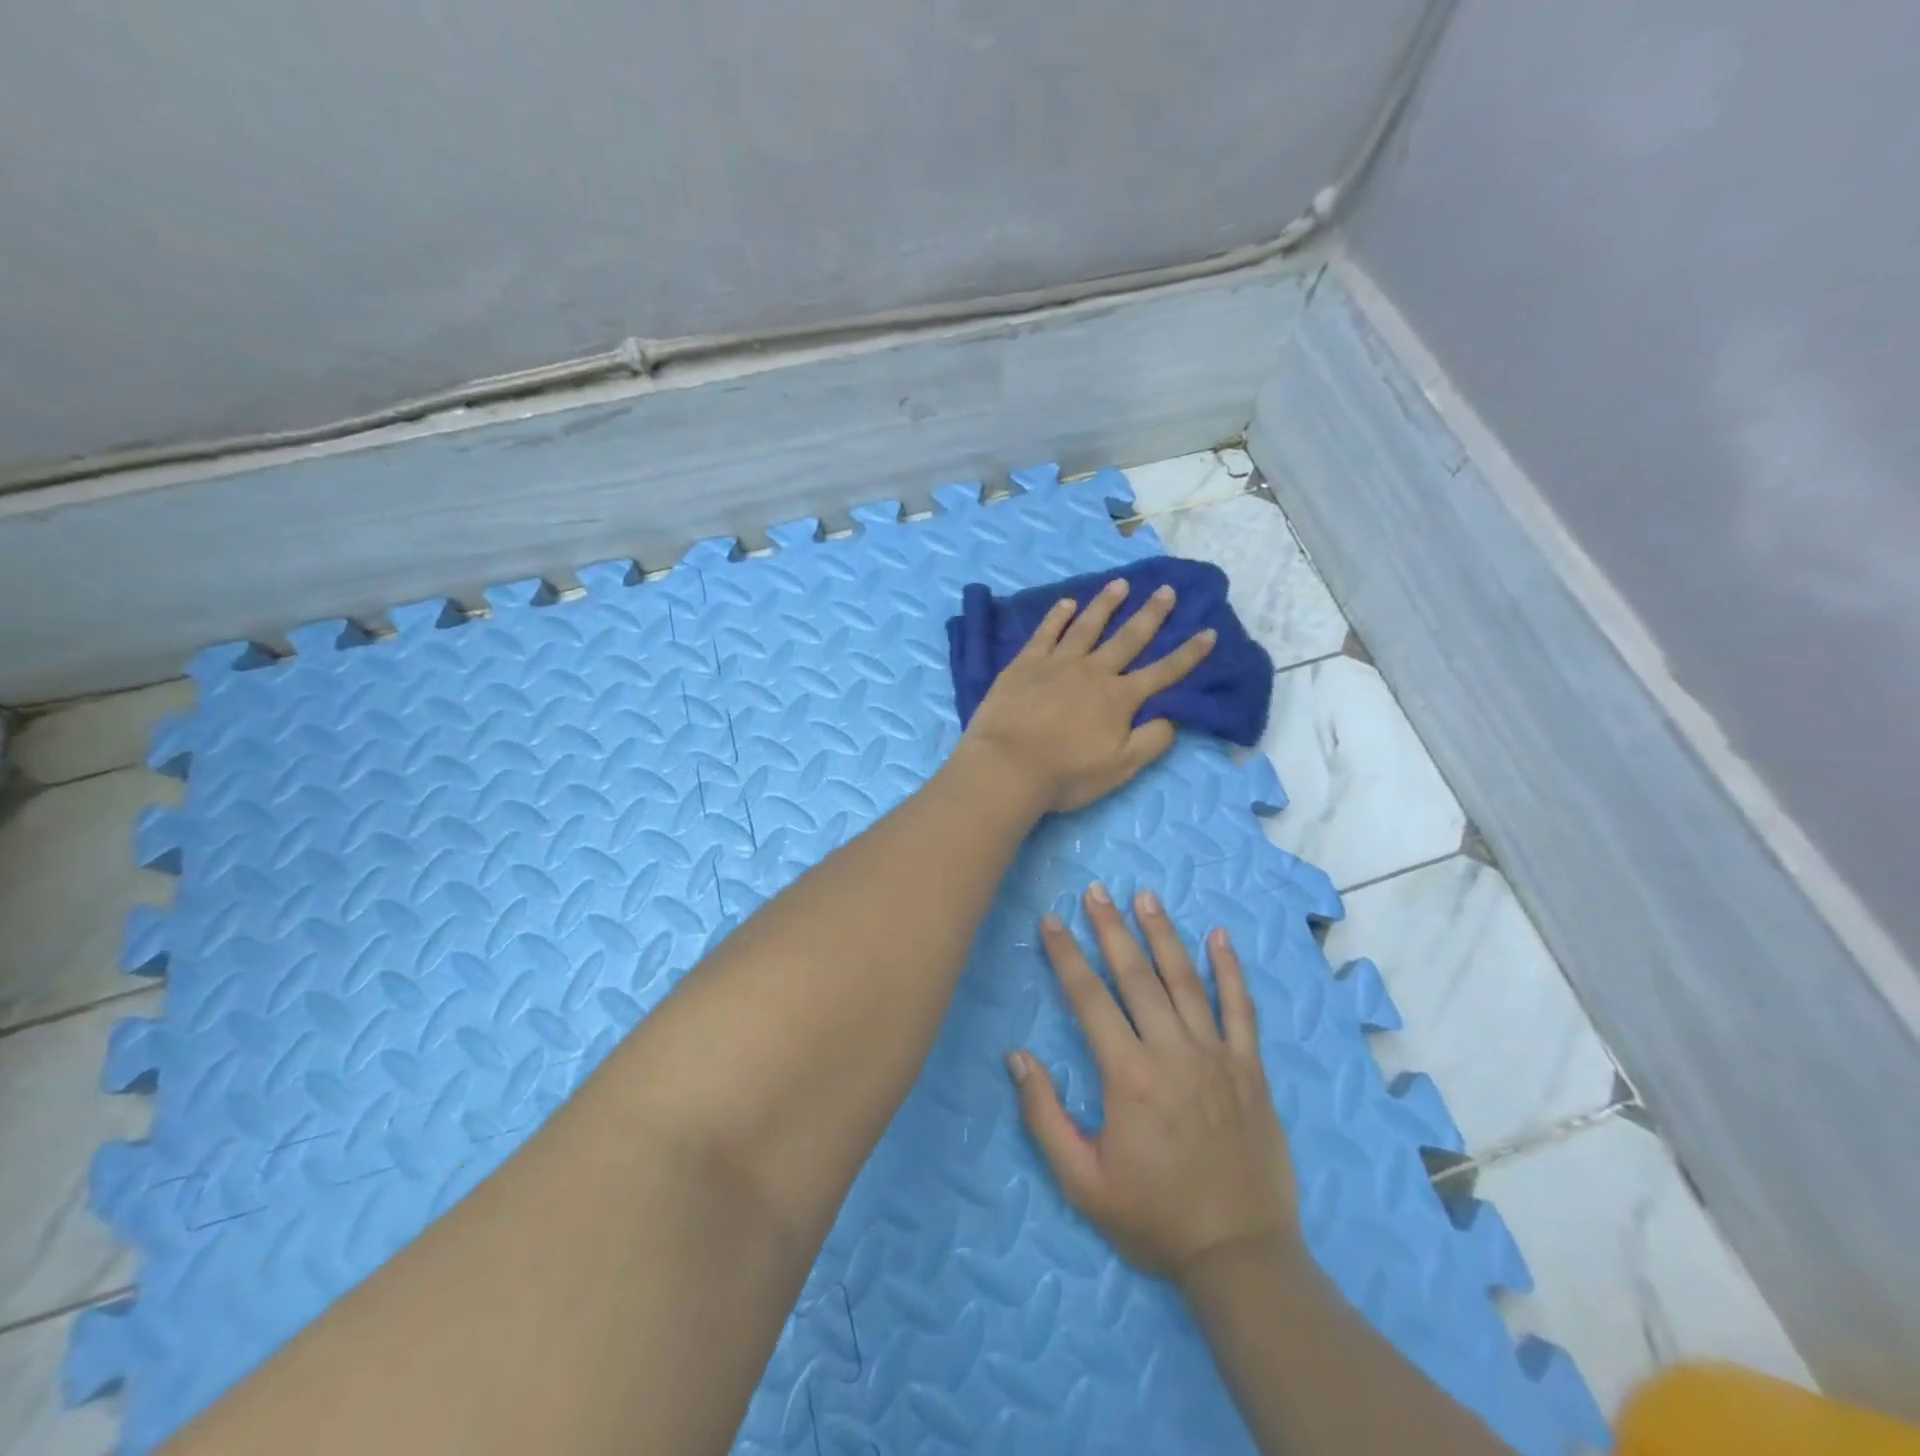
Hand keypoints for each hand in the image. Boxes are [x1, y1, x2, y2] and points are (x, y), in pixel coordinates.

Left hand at [959, 579, 1215, 813]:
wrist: (1007, 766)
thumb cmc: (1066, 774)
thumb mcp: (1120, 768)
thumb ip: (1151, 741)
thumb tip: (1173, 717)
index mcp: (1119, 698)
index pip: (1163, 672)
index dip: (1188, 654)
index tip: (1208, 631)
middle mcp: (1093, 672)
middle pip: (1128, 638)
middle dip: (1151, 614)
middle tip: (1167, 589)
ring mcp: (1057, 663)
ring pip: (1088, 626)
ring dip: (1106, 604)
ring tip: (1120, 584)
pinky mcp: (1025, 664)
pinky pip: (1046, 632)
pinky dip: (1058, 616)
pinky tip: (1067, 603)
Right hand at [1008, 885, 1301, 1284]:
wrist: (1240, 1256)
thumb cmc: (1154, 1218)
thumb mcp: (1082, 1181)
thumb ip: (1044, 1116)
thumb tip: (1017, 1056)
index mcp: (1128, 1075)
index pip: (1089, 999)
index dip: (1067, 956)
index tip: (1052, 921)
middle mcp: (1172, 1052)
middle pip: (1136, 976)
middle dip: (1111, 929)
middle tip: (1095, 890)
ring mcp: (1216, 1056)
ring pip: (1185, 980)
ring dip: (1162, 934)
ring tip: (1145, 897)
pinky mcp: (1250, 1069)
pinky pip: (1241, 1009)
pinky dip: (1230, 970)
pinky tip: (1220, 937)